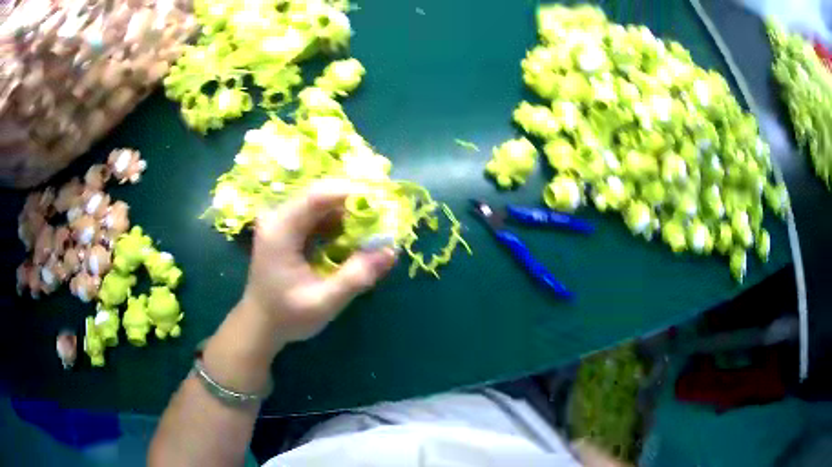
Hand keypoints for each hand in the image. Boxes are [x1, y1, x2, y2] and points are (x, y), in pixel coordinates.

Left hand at [239, 179, 396, 344]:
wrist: (259, 324)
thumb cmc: (287, 316)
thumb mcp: (324, 302)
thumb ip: (356, 276)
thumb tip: (391, 251)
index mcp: (280, 231)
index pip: (317, 196)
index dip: (351, 194)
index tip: (382, 205)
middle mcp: (278, 217)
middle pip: (320, 195)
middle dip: (354, 204)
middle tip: (381, 221)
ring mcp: (281, 221)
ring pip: (321, 203)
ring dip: (347, 214)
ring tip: (370, 232)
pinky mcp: (287, 228)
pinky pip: (317, 214)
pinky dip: (337, 223)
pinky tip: (350, 240)